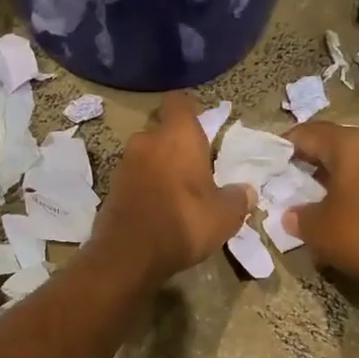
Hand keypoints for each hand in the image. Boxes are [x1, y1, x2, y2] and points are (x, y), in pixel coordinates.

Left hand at [90, 93, 253, 285]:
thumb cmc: (184, 223)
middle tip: (196, 166)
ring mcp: (125, 163)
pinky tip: (159, 208)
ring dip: (160, 166)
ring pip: (147, 154)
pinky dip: (146, 186)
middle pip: (163, 130)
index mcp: (178, 136)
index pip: (180, 102)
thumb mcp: (225, 216)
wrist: (129, 255)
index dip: (191, 110)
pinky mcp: (112, 187)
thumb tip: (246, 191)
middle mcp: (147, 140)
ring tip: (179, 191)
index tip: (204, 126)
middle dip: (177, 143)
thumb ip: (237, 199)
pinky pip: (135, 177)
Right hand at [287, 122, 358, 294]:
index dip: (286, 145)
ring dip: (339, 173)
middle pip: (337, 143)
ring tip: (320, 195)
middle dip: (313, 159)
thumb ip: (299, 217)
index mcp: (353, 144)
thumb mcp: (319, 231)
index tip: (272, 159)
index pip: (310, 133)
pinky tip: (351, 206)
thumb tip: (292, 214)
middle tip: (294, 178)